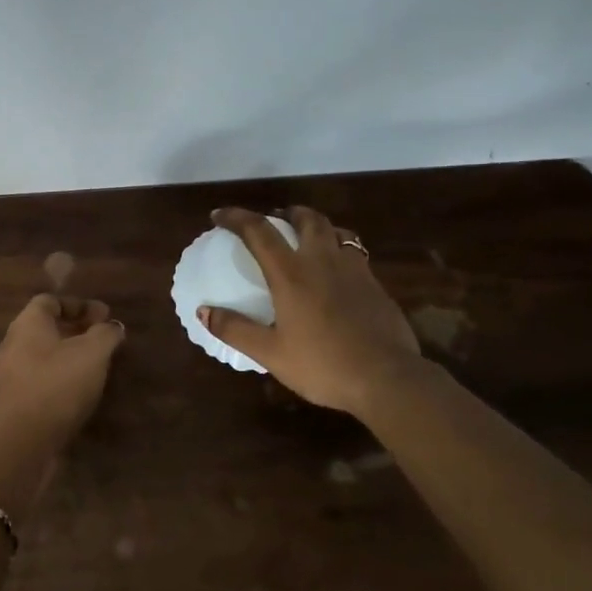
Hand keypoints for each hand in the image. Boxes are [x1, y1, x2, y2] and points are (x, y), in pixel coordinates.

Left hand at [0, 295, 124, 445]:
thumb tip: (113, 326)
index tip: (104, 316)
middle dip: (74, 332)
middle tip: (101, 341)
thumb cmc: (56, 385)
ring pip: (39, 358)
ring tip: (92, 370)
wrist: (18, 442)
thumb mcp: (92, 354)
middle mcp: (11, 345)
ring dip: (65, 359)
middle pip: (43, 329)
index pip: (49, 301)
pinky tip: (74, 397)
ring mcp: (6, 377)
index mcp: (27, 324)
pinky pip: (36, 384)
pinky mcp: (9, 405)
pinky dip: (56, 383)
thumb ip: (105, 335)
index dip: (78, 305)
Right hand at [199, 206, 421, 415]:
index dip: (236, 217)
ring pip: (337, 231)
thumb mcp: (270, 353)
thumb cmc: (323, 364)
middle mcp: (323, 261)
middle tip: (274, 220)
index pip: (259, 231)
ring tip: (308, 238)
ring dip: (318, 226)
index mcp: (292, 273)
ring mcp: (355, 270)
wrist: (387, 378)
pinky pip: (354, 253)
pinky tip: (336, 273)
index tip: (219, 216)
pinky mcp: (375, 285)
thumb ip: (235, 329)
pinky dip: (339, 250)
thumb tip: (203, 311)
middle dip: (287, 212)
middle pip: (307, 218)